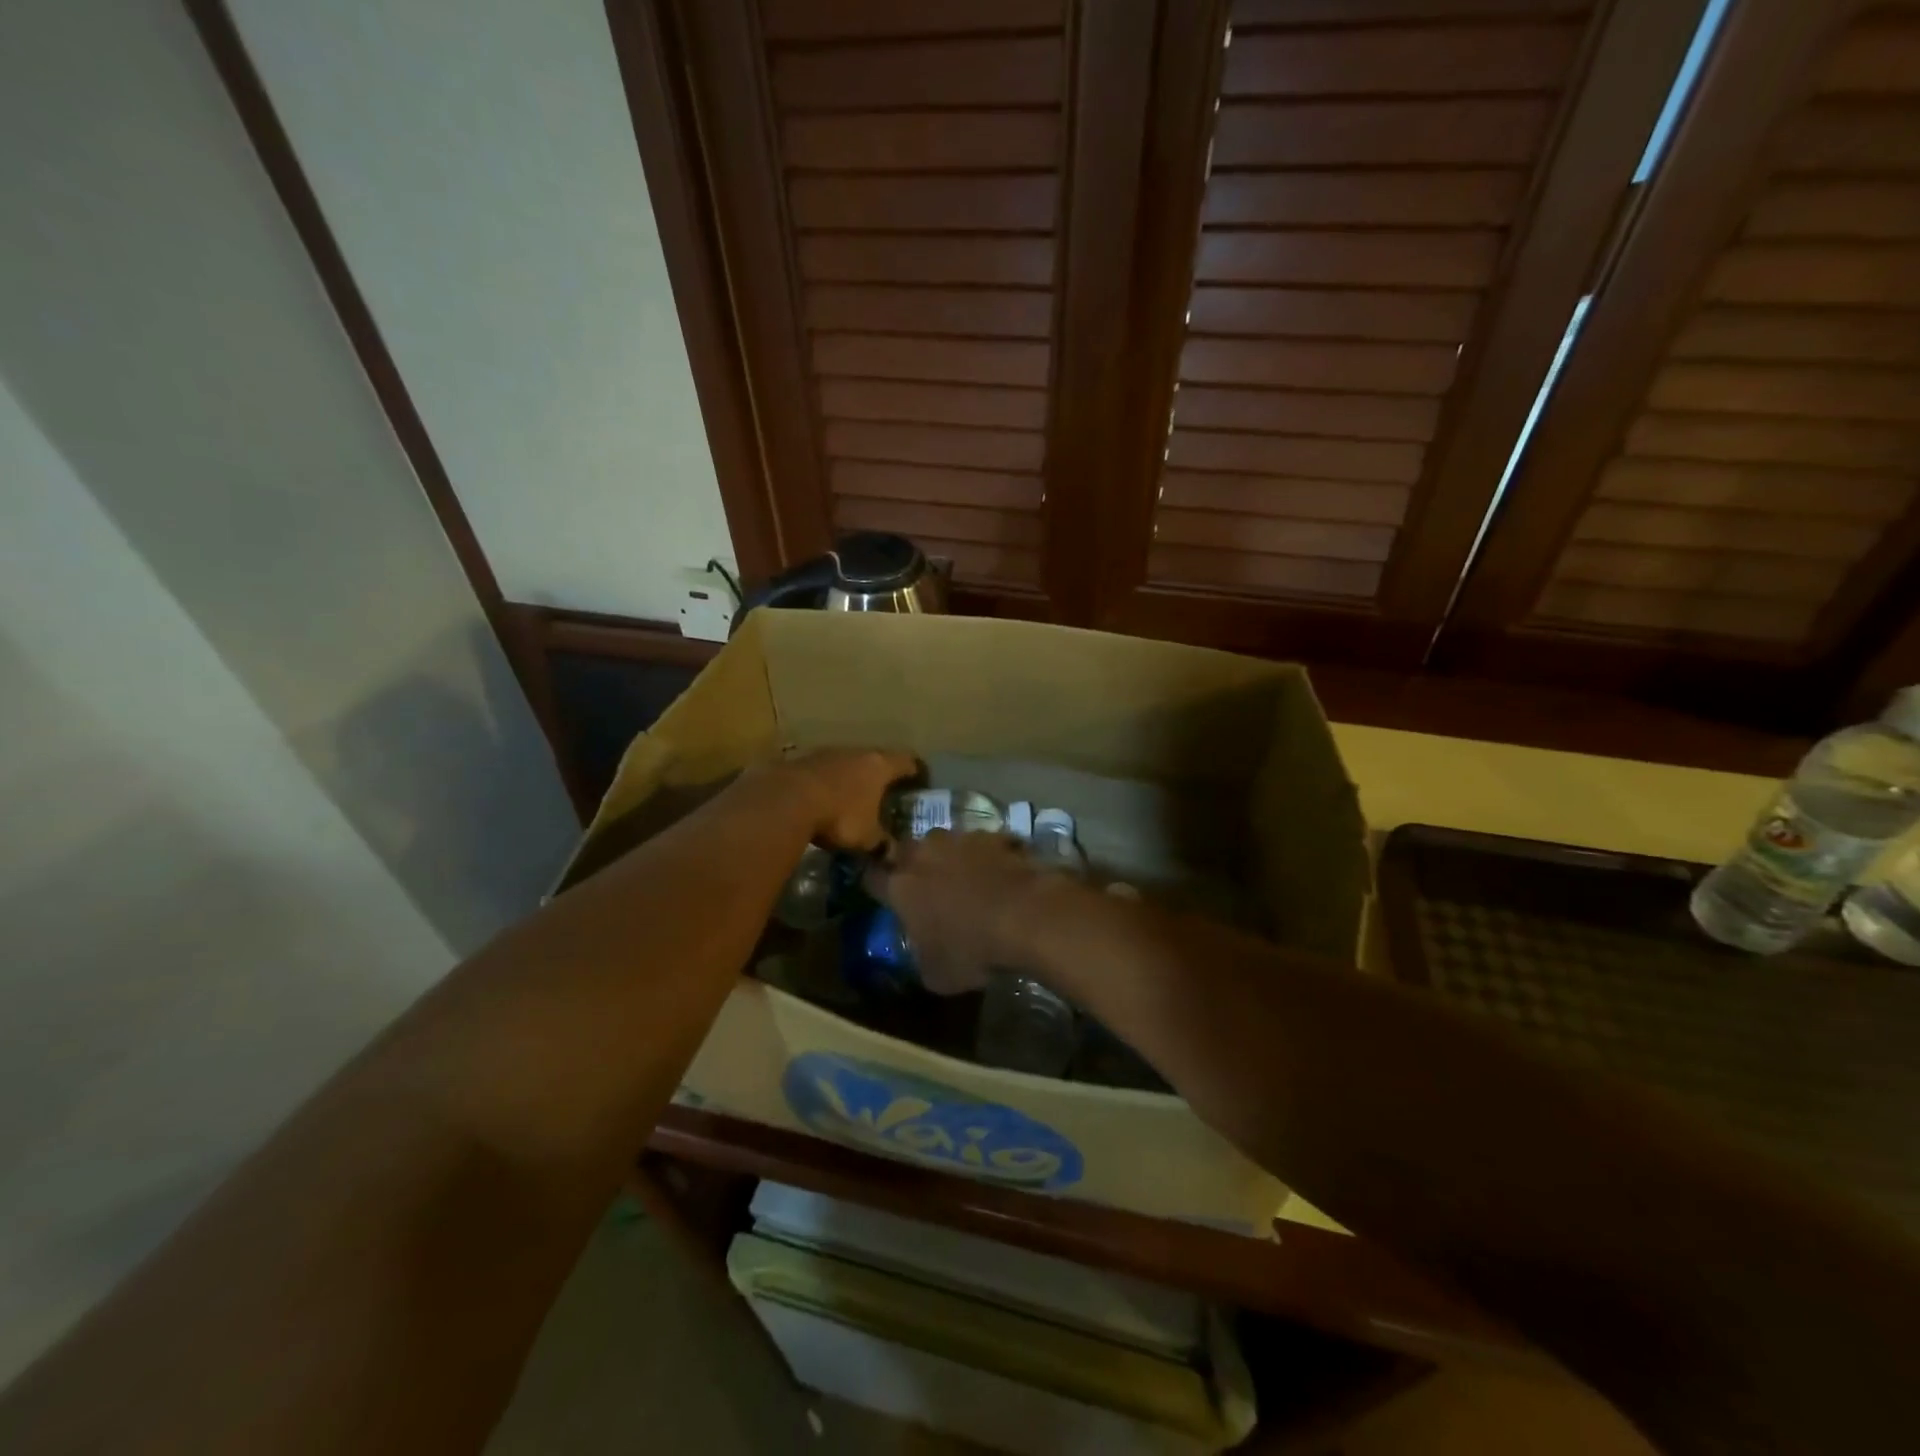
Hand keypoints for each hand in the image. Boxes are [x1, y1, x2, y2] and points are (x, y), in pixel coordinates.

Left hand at [776, 748, 918, 851]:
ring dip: (851, 778)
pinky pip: (823, 771)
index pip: (907, 761)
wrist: (786, 800)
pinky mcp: (802, 761)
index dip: (916, 771)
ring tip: (853, 797)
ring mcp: (828, 753)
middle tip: (885, 793)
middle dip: (881, 776)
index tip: (920, 781)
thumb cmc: (840, 815)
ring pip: (848, 763)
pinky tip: (824, 799)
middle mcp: (857, 752)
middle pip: (876, 759)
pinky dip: (828, 783)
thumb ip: (882, 843)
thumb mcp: (867, 837)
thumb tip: (892, 854)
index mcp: (880, 766)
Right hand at [868, 830, 1050, 994]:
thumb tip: (924, 952)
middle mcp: (924, 854)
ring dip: (949, 855)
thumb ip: (922, 957)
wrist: (1026, 915)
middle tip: (923, 882)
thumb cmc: (972, 950)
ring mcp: (960, 839)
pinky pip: (983, 843)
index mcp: (901, 887)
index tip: (881, 893)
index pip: (872, 878)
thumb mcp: (937, 975)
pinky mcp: (995, 835)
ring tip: (964, 875)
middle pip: (906, 850)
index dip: (875, 886)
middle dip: (910, 863)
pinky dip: (987, 855)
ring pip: (944, 841)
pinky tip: (1000, 872)